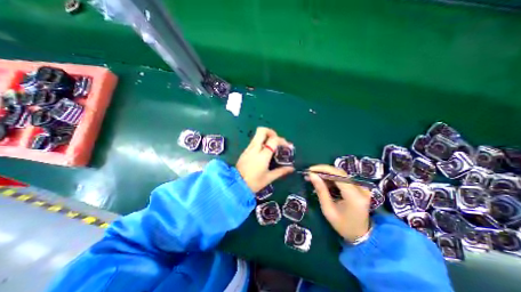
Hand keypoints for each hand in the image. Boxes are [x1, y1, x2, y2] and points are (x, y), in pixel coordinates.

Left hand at [237, 127, 293, 192]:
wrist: (235, 185)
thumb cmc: (253, 183)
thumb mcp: (269, 178)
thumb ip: (281, 171)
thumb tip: (291, 168)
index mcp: (262, 155)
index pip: (273, 140)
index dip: (282, 140)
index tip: (287, 146)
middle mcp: (255, 148)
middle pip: (262, 130)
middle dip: (271, 132)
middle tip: (277, 140)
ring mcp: (248, 149)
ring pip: (257, 135)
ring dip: (266, 136)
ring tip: (272, 146)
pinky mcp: (245, 151)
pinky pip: (254, 141)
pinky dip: (261, 142)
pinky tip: (264, 151)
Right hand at [306, 164, 372, 241]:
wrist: (361, 235)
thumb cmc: (343, 225)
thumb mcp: (328, 210)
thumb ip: (321, 190)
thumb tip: (312, 175)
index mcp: (354, 196)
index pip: (338, 175)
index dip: (323, 169)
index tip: (310, 170)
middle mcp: (361, 189)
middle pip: (339, 172)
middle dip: (323, 171)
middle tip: (310, 173)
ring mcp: (362, 187)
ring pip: (340, 174)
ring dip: (326, 174)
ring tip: (314, 177)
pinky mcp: (360, 187)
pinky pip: (343, 178)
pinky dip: (332, 178)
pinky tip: (323, 181)